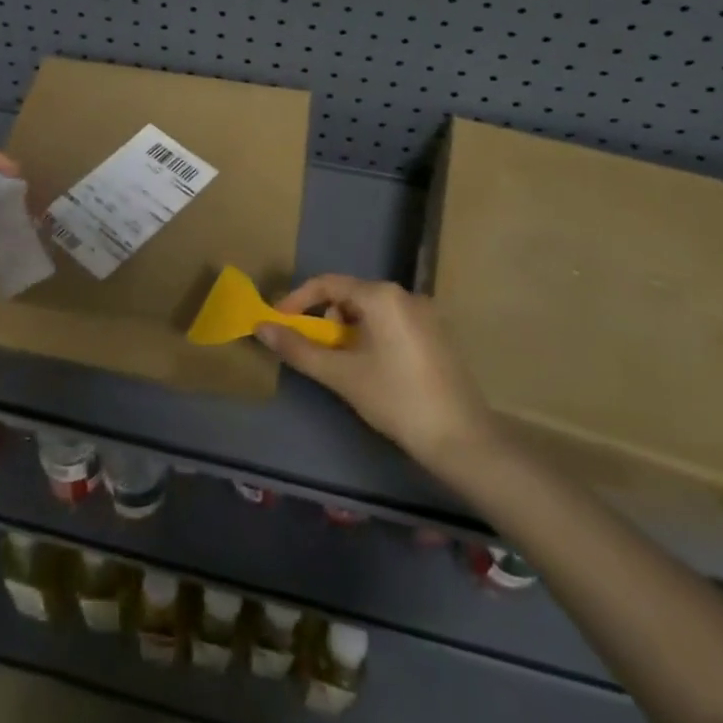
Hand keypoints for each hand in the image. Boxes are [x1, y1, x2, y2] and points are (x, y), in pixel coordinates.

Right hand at [258, 275, 497, 469]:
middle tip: (315, 351)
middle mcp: (405, 295)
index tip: (279, 323)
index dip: (297, 300)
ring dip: (348, 331)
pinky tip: (373, 370)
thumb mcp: (341, 374)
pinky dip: (372, 337)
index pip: (327, 284)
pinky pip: (392, 323)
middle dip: (326, 319)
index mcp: (381, 296)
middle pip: (350, 296)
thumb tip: (261, 327)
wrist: (462, 439)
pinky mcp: (436, 335)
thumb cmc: (396, 399)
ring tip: (344, 366)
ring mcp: (425, 314)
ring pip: (371, 311)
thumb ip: (298, 349)